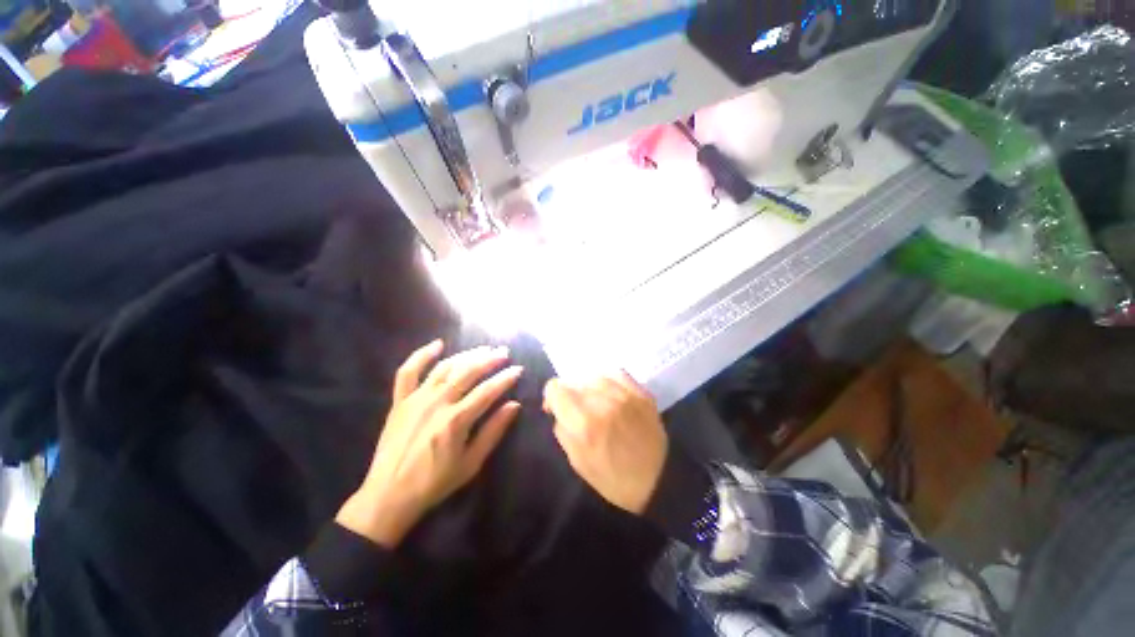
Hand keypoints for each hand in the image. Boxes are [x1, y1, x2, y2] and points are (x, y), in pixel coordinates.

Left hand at [337, 340, 522, 547]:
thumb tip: (514, 405)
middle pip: (468, 372)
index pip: (488, 391)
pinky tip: (438, 344)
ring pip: (445, 367)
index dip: (505, 378)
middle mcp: (437, 403)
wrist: (389, 495)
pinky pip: (408, 372)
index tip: (519, 369)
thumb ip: (493, 431)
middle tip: (504, 352)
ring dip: (466, 355)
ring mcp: (416, 399)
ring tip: (483, 349)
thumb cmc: (435, 482)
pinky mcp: (400, 401)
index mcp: (456, 420)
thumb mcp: (471, 462)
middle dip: (489, 360)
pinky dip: (421, 355)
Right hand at [543, 371, 667, 515]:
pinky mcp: (641, 391)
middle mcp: (603, 401)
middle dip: (570, 394)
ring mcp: (625, 393)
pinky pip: (615, 373)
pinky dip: (607, 380)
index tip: (557, 409)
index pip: (555, 387)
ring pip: (593, 374)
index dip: (552, 398)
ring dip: (588, 387)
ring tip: (595, 402)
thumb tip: (556, 408)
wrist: (657, 480)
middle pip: (573, 380)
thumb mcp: (576, 461)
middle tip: (577, 410)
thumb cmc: (612, 478)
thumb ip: (562, 428)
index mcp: (584, 422)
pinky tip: (609, 393)